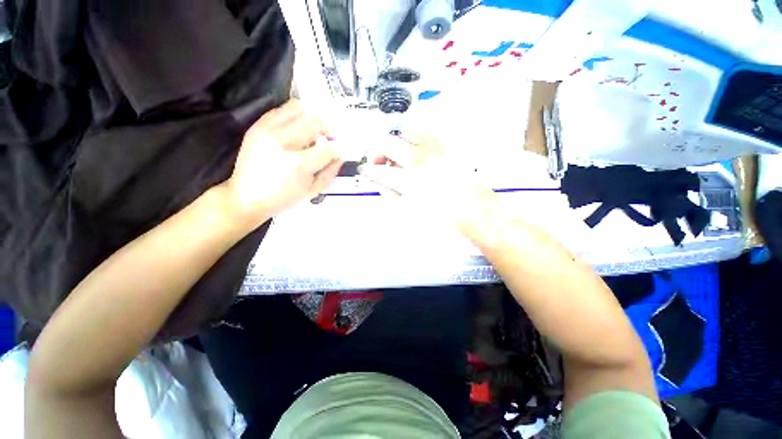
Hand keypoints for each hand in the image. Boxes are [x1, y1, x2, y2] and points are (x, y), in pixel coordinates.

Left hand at [225, 100, 342, 223]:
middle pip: (315, 122)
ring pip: (298, 109)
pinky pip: (281, 110)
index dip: (338, 149)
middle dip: (327, 128)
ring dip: (311, 118)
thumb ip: (330, 172)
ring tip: (313, 129)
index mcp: (299, 163)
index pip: (328, 148)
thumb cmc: (284, 197)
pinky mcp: (257, 126)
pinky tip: (297, 125)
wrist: (246, 196)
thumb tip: (339, 155)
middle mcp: (284, 142)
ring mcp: (268, 131)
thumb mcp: (313, 191)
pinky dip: (293, 114)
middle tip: (328, 136)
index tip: (339, 150)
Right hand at [361, 134, 497, 232]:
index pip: (378, 169)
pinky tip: (415, 151)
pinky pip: (424, 132)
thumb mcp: (410, 212)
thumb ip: (391, 194)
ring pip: (405, 132)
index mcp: (408, 180)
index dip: (368, 170)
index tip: (367, 172)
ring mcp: (433, 149)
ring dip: (395, 142)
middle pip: (387, 143)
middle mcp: (419, 159)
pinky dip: (413, 138)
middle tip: (379, 162)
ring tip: (397, 156)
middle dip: (376, 151)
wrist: (473, 211)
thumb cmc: (440, 218)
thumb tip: (379, 182)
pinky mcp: (445, 146)